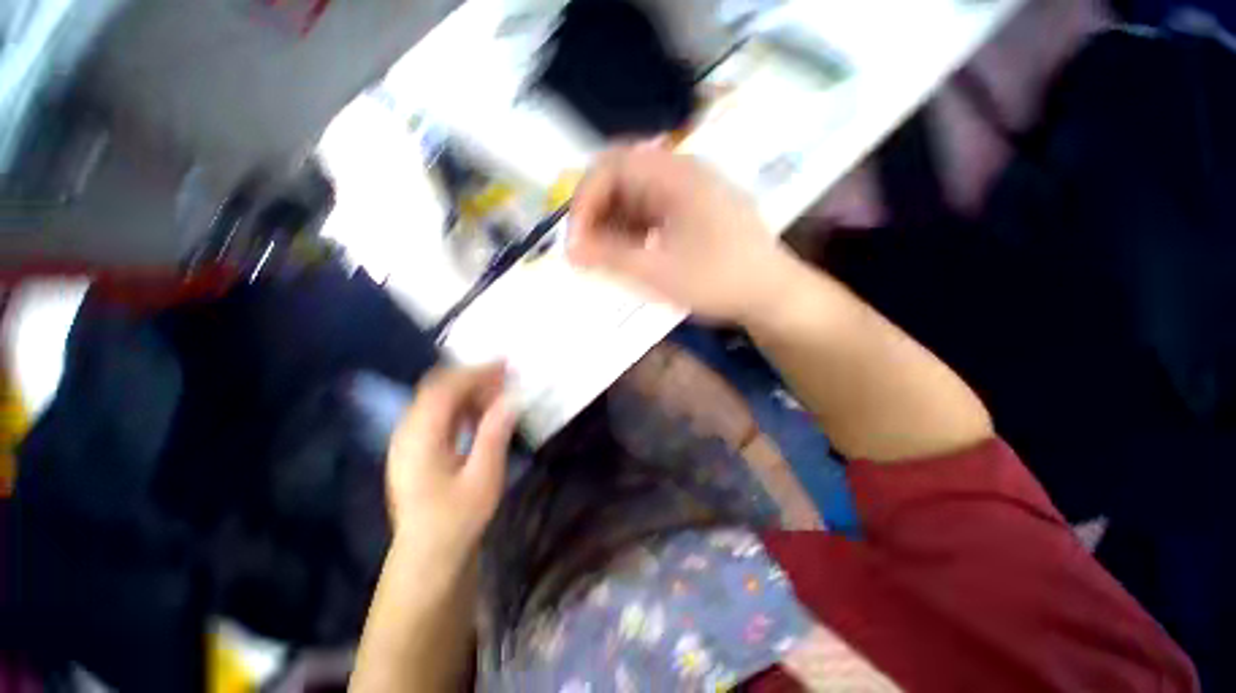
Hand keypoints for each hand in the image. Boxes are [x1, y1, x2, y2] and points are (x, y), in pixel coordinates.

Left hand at [385, 364, 516, 555]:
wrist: (428, 556)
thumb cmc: (457, 520)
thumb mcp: (483, 477)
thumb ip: (494, 433)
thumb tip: (511, 398)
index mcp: (419, 439)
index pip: (444, 389)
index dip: (475, 372)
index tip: (505, 364)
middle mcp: (407, 432)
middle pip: (437, 389)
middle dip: (473, 378)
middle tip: (506, 377)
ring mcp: (408, 440)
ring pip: (437, 400)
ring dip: (469, 391)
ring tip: (499, 393)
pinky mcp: (415, 448)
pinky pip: (438, 414)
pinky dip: (462, 405)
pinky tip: (482, 412)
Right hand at [568, 143, 800, 322]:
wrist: (772, 294)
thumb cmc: (719, 281)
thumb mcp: (659, 273)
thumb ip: (610, 259)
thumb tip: (569, 251)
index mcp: (674, 176)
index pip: (610, 167)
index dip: (584, 202)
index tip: (576, 243)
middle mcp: (682, 173)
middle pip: (621, 178)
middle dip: (597, 215)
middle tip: (588, 252)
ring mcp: (690, 191)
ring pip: (636, 197)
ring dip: (615, 225)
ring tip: (608, 259)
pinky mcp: (694, 210)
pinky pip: (652, 211)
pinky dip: (634, 231)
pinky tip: (633, 255)